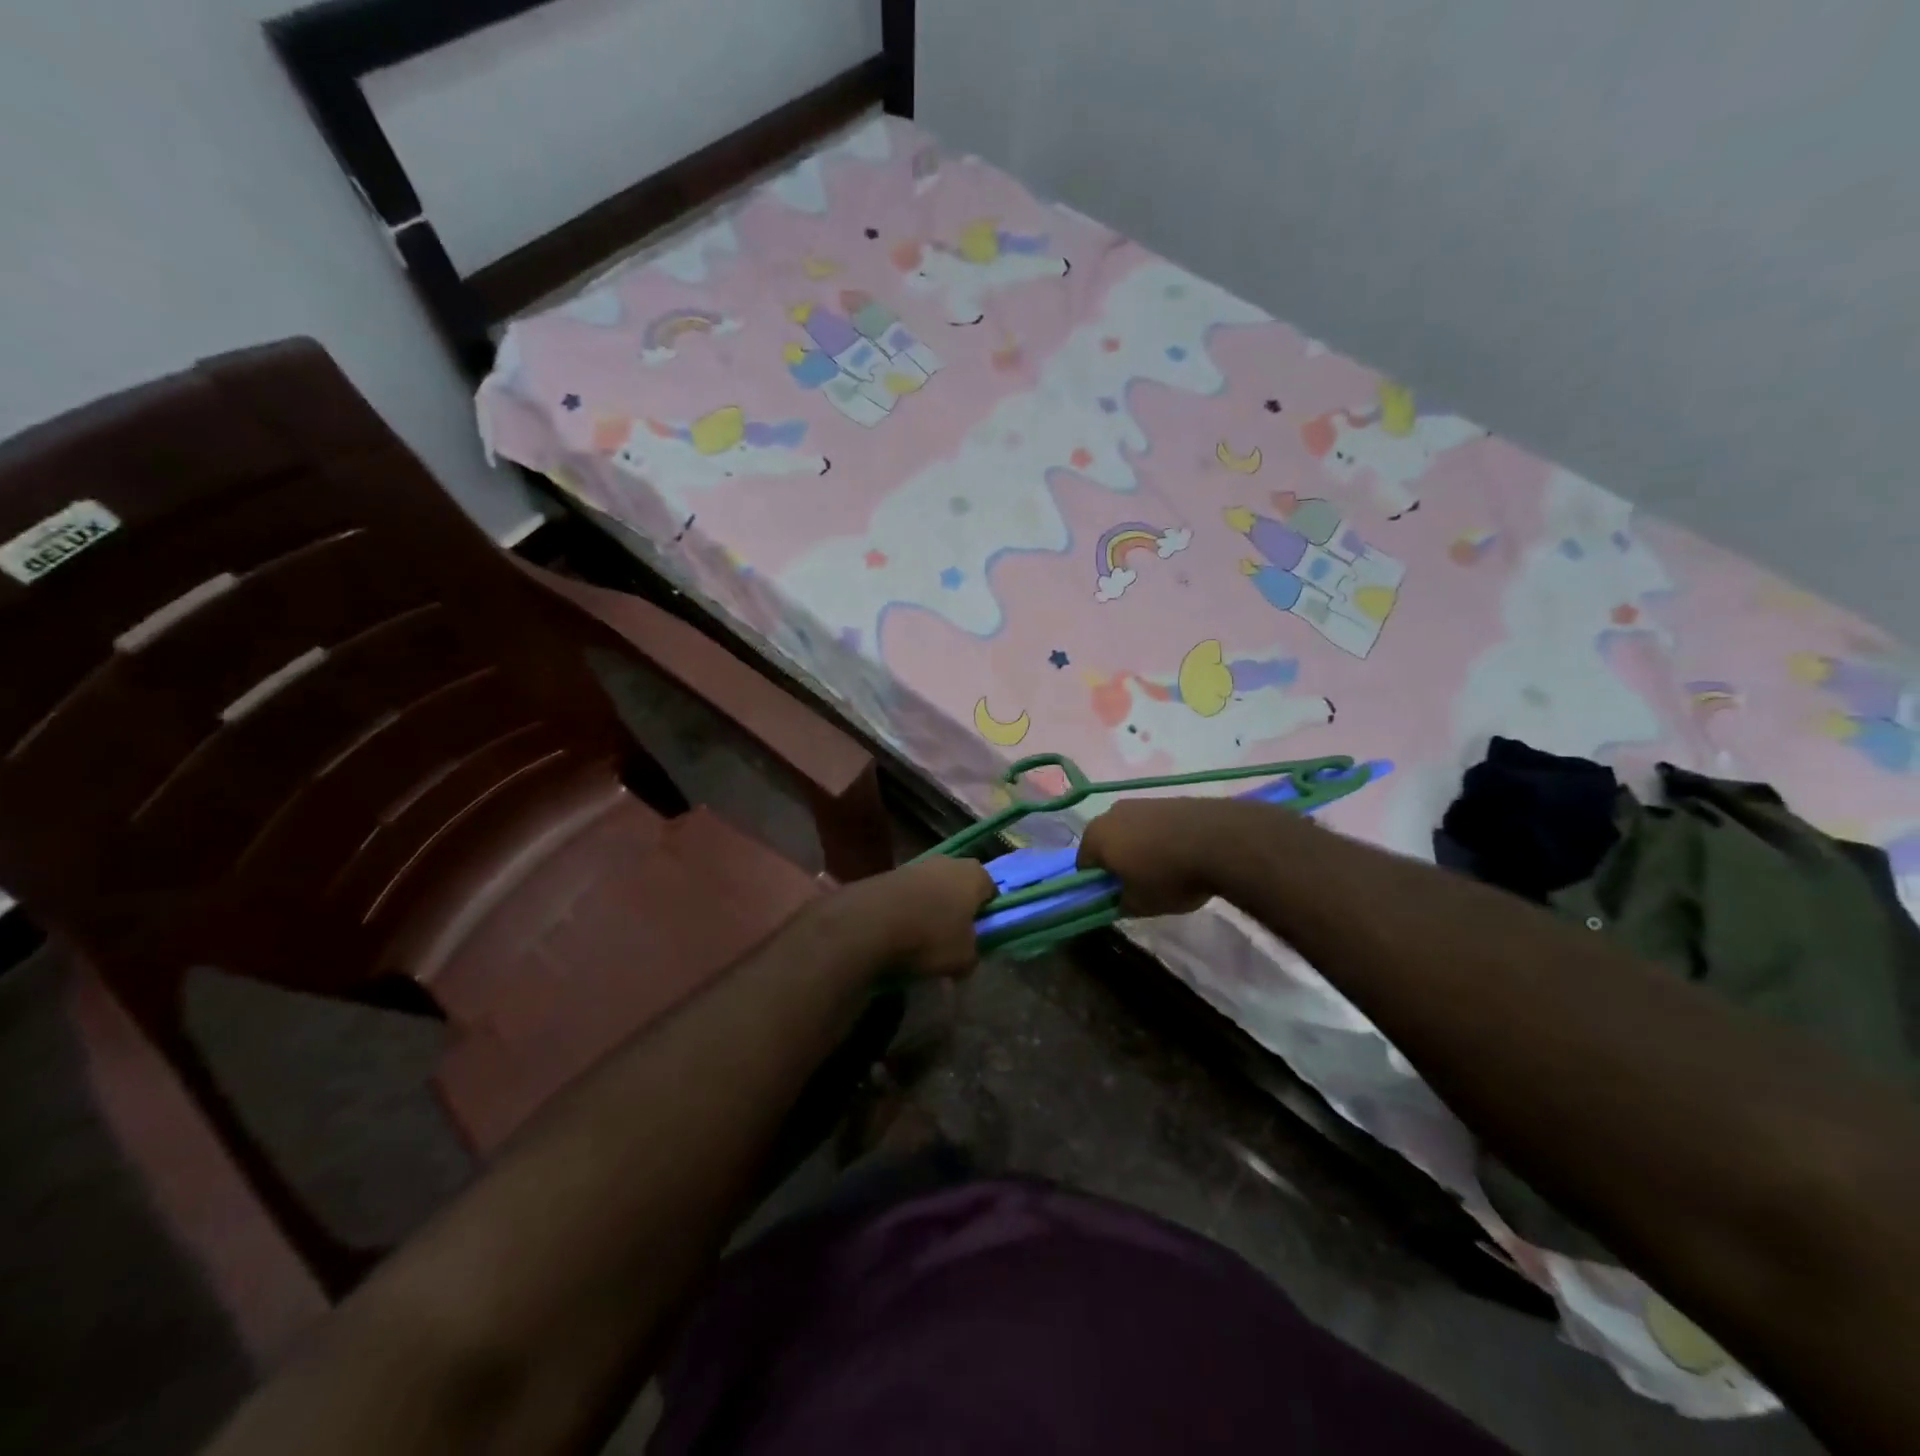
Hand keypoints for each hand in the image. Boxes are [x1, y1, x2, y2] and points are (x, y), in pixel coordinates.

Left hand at [833, 856, 995, 979]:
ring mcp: (916, 865)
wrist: (870, 922)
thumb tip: (967, 956)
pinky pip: (906, 895)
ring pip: (932, 889)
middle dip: (957, 908)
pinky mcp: (888, 874)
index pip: (991, 890)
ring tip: (921, 938)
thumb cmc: (930, 936)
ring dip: (929, 908)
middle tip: (952, 936)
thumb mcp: (963, 958)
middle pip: (959, 886)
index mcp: (974, 874)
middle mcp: (948, 862)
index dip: (987, 913)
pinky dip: (906, 910)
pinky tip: (899, 933)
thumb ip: (972, 955)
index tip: (979, 934)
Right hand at [1077, 797, 1242, 916]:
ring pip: (1129, 831)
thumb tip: (1115, 900)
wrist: (1222, 841)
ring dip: (1138, 848)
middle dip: (1116, 863)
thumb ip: (1118, 904)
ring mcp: (1140, 802)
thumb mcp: (1139, 905)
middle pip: (1105, 843)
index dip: (1097, 886)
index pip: (1083, 866)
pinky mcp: (1167, 799)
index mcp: (1095, 837)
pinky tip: (1180, 854)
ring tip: (1164, 869)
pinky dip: (1160, 838)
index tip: (1115, 899)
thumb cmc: (1170, 876)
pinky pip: (1153, 824)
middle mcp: (1110, 813)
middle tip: (1137, 885)